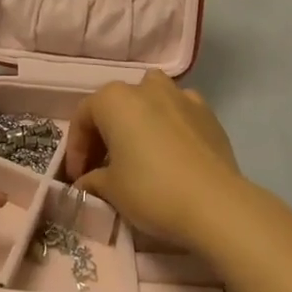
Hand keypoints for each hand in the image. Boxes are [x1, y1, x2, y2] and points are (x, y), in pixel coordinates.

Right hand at [64, 70, 243, 250]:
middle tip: (103, 168)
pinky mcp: (207, 113)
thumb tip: (86, 181)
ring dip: (139, 120)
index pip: (83, 117)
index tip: (78, 177)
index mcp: (114, 99)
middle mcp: (145, 87)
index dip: (76, 148)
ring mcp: (180, 96)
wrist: (216, 204)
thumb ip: (92, 180)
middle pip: (116, 106)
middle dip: (105, 134)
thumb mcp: (111, 190)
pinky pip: (179, 112)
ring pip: (150, 99)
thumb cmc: (152, 190)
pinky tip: (172, 152)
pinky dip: (170, 125)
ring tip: (139, 151)